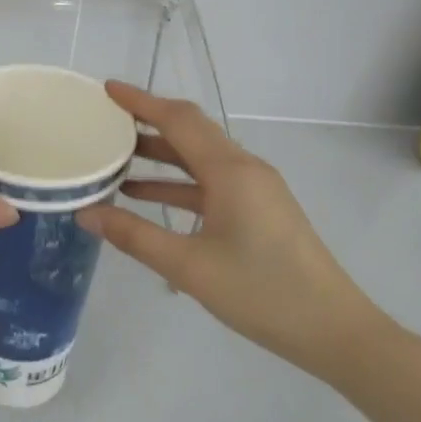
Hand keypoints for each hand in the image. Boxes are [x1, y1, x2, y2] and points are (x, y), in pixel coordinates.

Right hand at [78, 82, 386, 378]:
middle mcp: (244, 169)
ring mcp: (255, 189)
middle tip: (105, 120)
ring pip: (199, 157)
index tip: (106, 89)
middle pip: (190, 131)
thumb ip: (134, 236)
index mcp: (230, 171)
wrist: (335, 332)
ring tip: (115, 156)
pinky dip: (177, 182)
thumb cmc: (262, 293)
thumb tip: (85, 213)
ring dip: (160, 154)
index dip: (141, 101)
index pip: (179, 120)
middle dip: (147, 121)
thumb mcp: (189, 267)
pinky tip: (145, 196)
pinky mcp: (258, 210)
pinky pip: (209, 182)